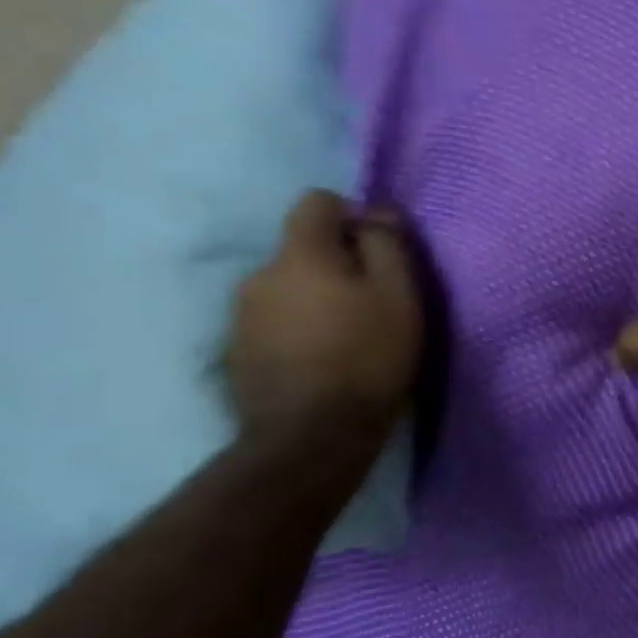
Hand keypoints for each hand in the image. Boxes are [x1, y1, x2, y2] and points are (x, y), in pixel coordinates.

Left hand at [226, 190, 423, 443]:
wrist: (312, 435)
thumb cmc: (368, 357)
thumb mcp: (399, 296)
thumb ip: (387, 245)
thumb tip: (377, 210)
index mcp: (301, 254)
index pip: (316, 201)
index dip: (352, 216)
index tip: (379, 250)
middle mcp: (260, 273)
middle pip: (302, 248)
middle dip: (336, 263)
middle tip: (372, 301)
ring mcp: (242, 314)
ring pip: (287, 286)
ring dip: (316, 298)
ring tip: (347, 335)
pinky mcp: (238, 351)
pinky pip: (274, 321)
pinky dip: (298, 328)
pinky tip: (322, 359)